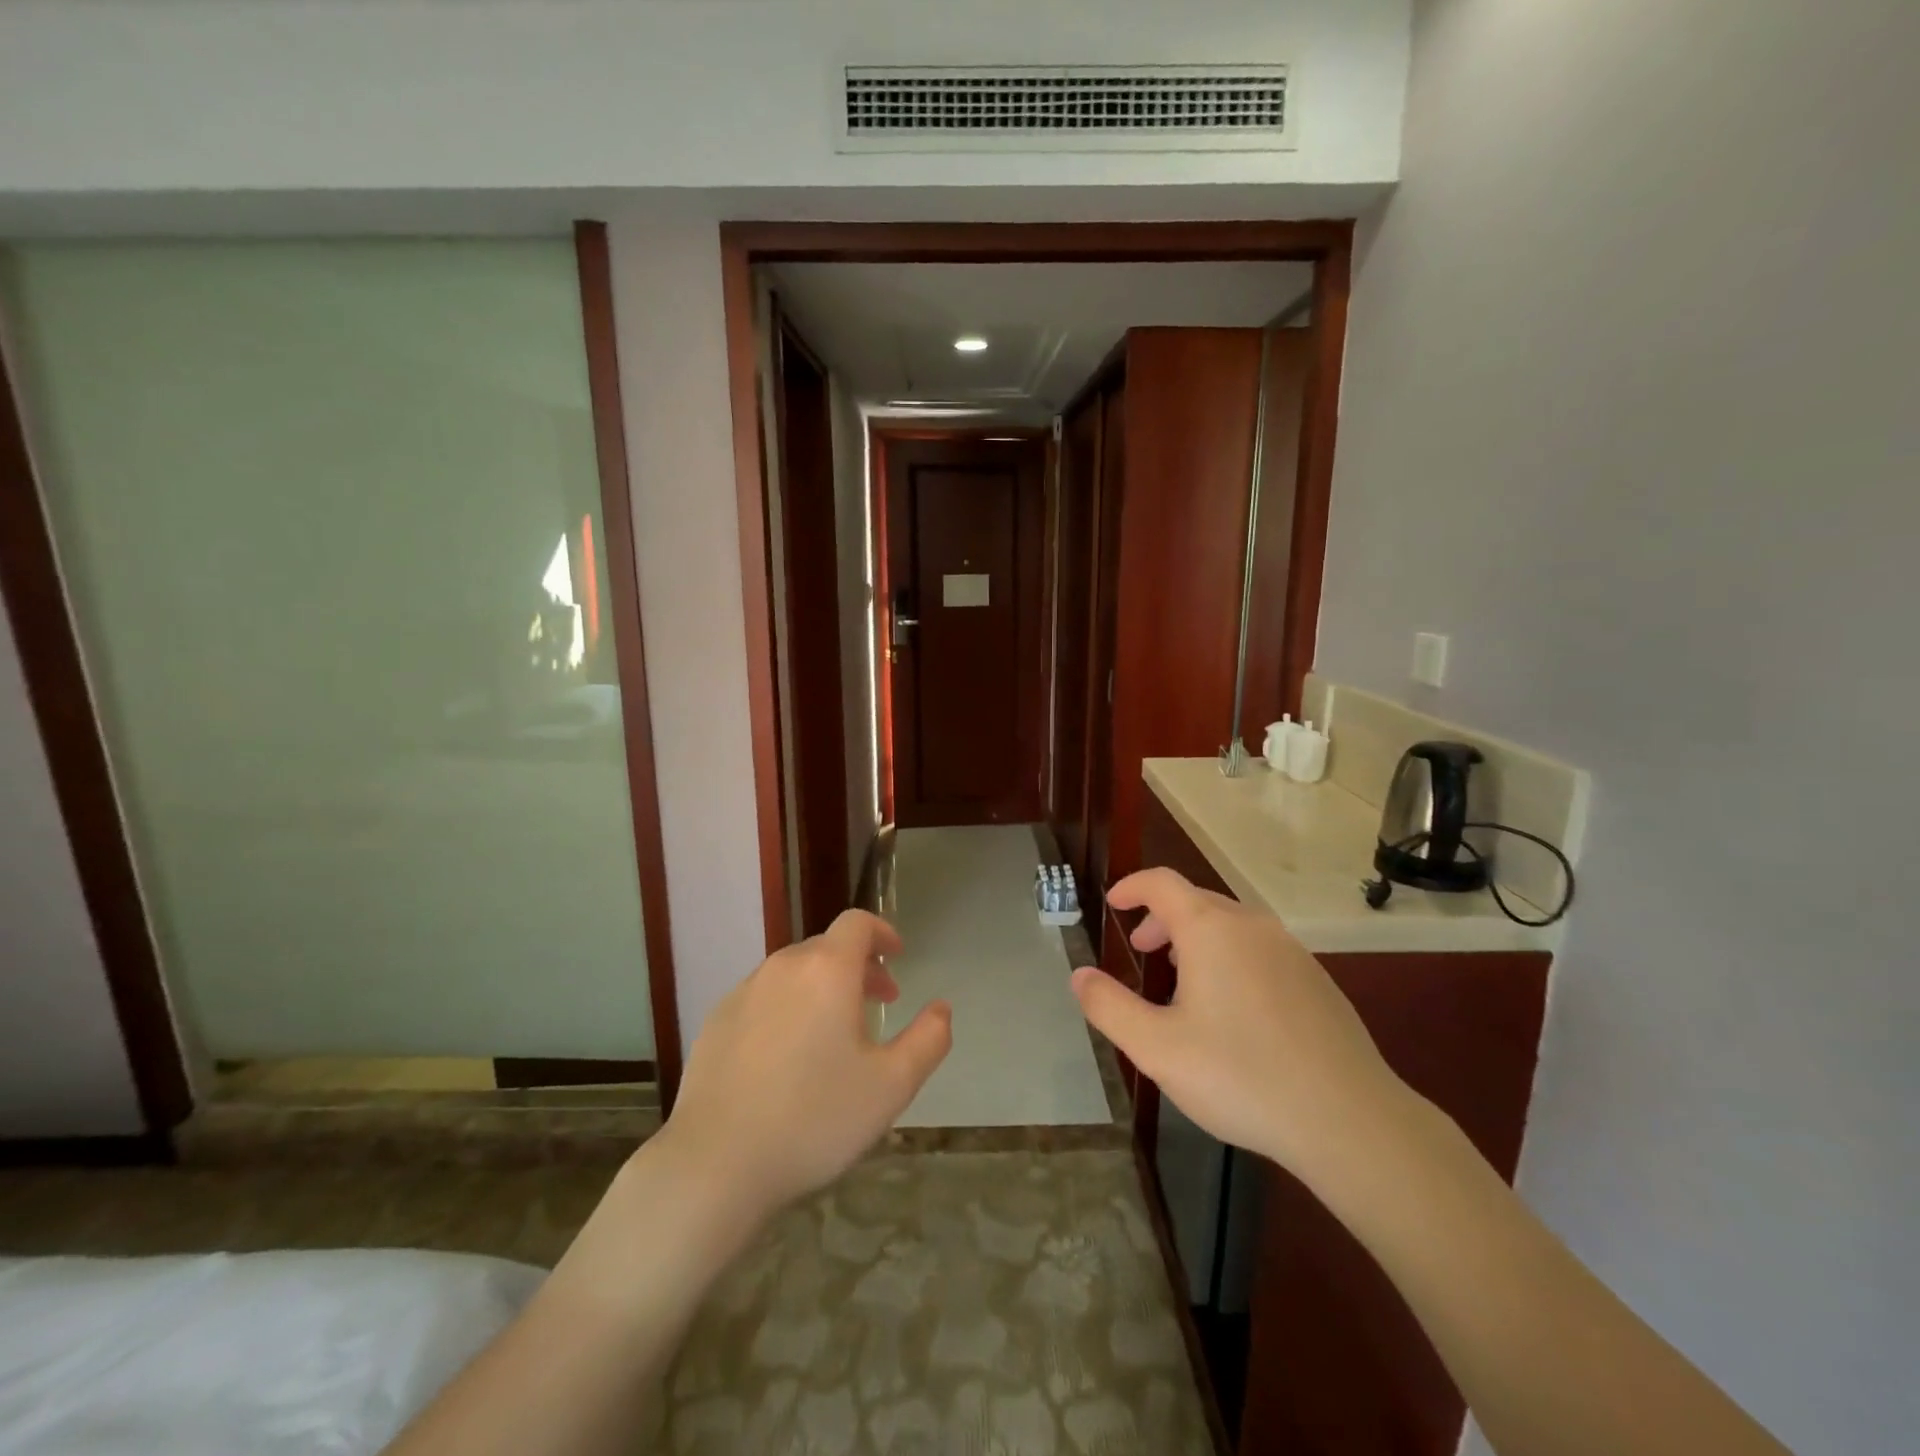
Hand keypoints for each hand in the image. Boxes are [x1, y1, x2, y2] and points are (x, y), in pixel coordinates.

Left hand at [660, 910, 951, 1223]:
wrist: (716, 1163)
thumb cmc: (815, 1117)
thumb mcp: (891, 1085)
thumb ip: (928, 1039)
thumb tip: (942, 1008)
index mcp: (827, 970)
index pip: (857, 923)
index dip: (882, 933)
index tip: (897, 958)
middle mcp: (783, 967)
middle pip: (826, 948)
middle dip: (858, 967)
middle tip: (877, 1005)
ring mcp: (743, 992)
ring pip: (793, 973)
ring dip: (822, 988)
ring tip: (834, 1035)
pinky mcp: (716, 1022)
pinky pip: (763, 998)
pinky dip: (787, 1008)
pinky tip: (787, 1058)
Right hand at [1071, 868, 1410, 1174]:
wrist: (1349, 1119)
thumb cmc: (1241, 1075)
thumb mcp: (1157, 1048)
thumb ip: (1109, 1006)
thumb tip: (1079, 976)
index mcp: (1210, 929)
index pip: (1162, 883)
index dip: (1132, 886)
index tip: (1113, 903)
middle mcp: (1252, 926)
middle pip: (1196, 901)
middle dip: (1161, 918)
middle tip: (1141, 950)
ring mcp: (1290, 951)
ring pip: (1231, 925)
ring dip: (1196, 938)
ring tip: (1181, 980)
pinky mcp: (1316, 980)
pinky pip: (1259, 949)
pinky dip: (1230, 956)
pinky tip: (1232, 1009)